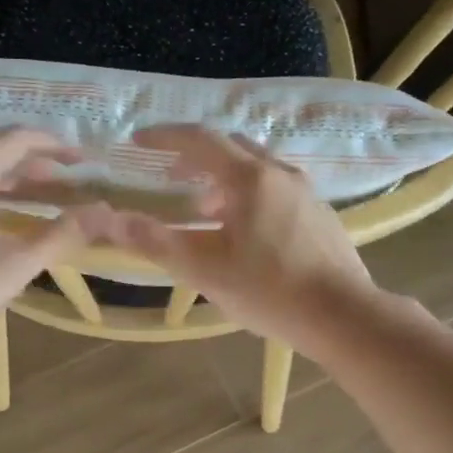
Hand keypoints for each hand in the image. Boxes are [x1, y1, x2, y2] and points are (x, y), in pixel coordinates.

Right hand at [90, 125, 374, 348]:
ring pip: (256, 168)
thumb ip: (155, 241)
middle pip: (231, 147)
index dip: (164, 137)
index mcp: (248, 178)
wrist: (342, 315)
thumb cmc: (268, 290)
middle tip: (169, 174)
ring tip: (202, 207)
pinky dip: (248, 193)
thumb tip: (110, 220)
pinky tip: (244, 229)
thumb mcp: (203, 269)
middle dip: (195, 155)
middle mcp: (280, 173)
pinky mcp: (320, 214)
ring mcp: (305, 192)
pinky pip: (275, 187)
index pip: (200, 140)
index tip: (138, 141)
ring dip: (223, 177)